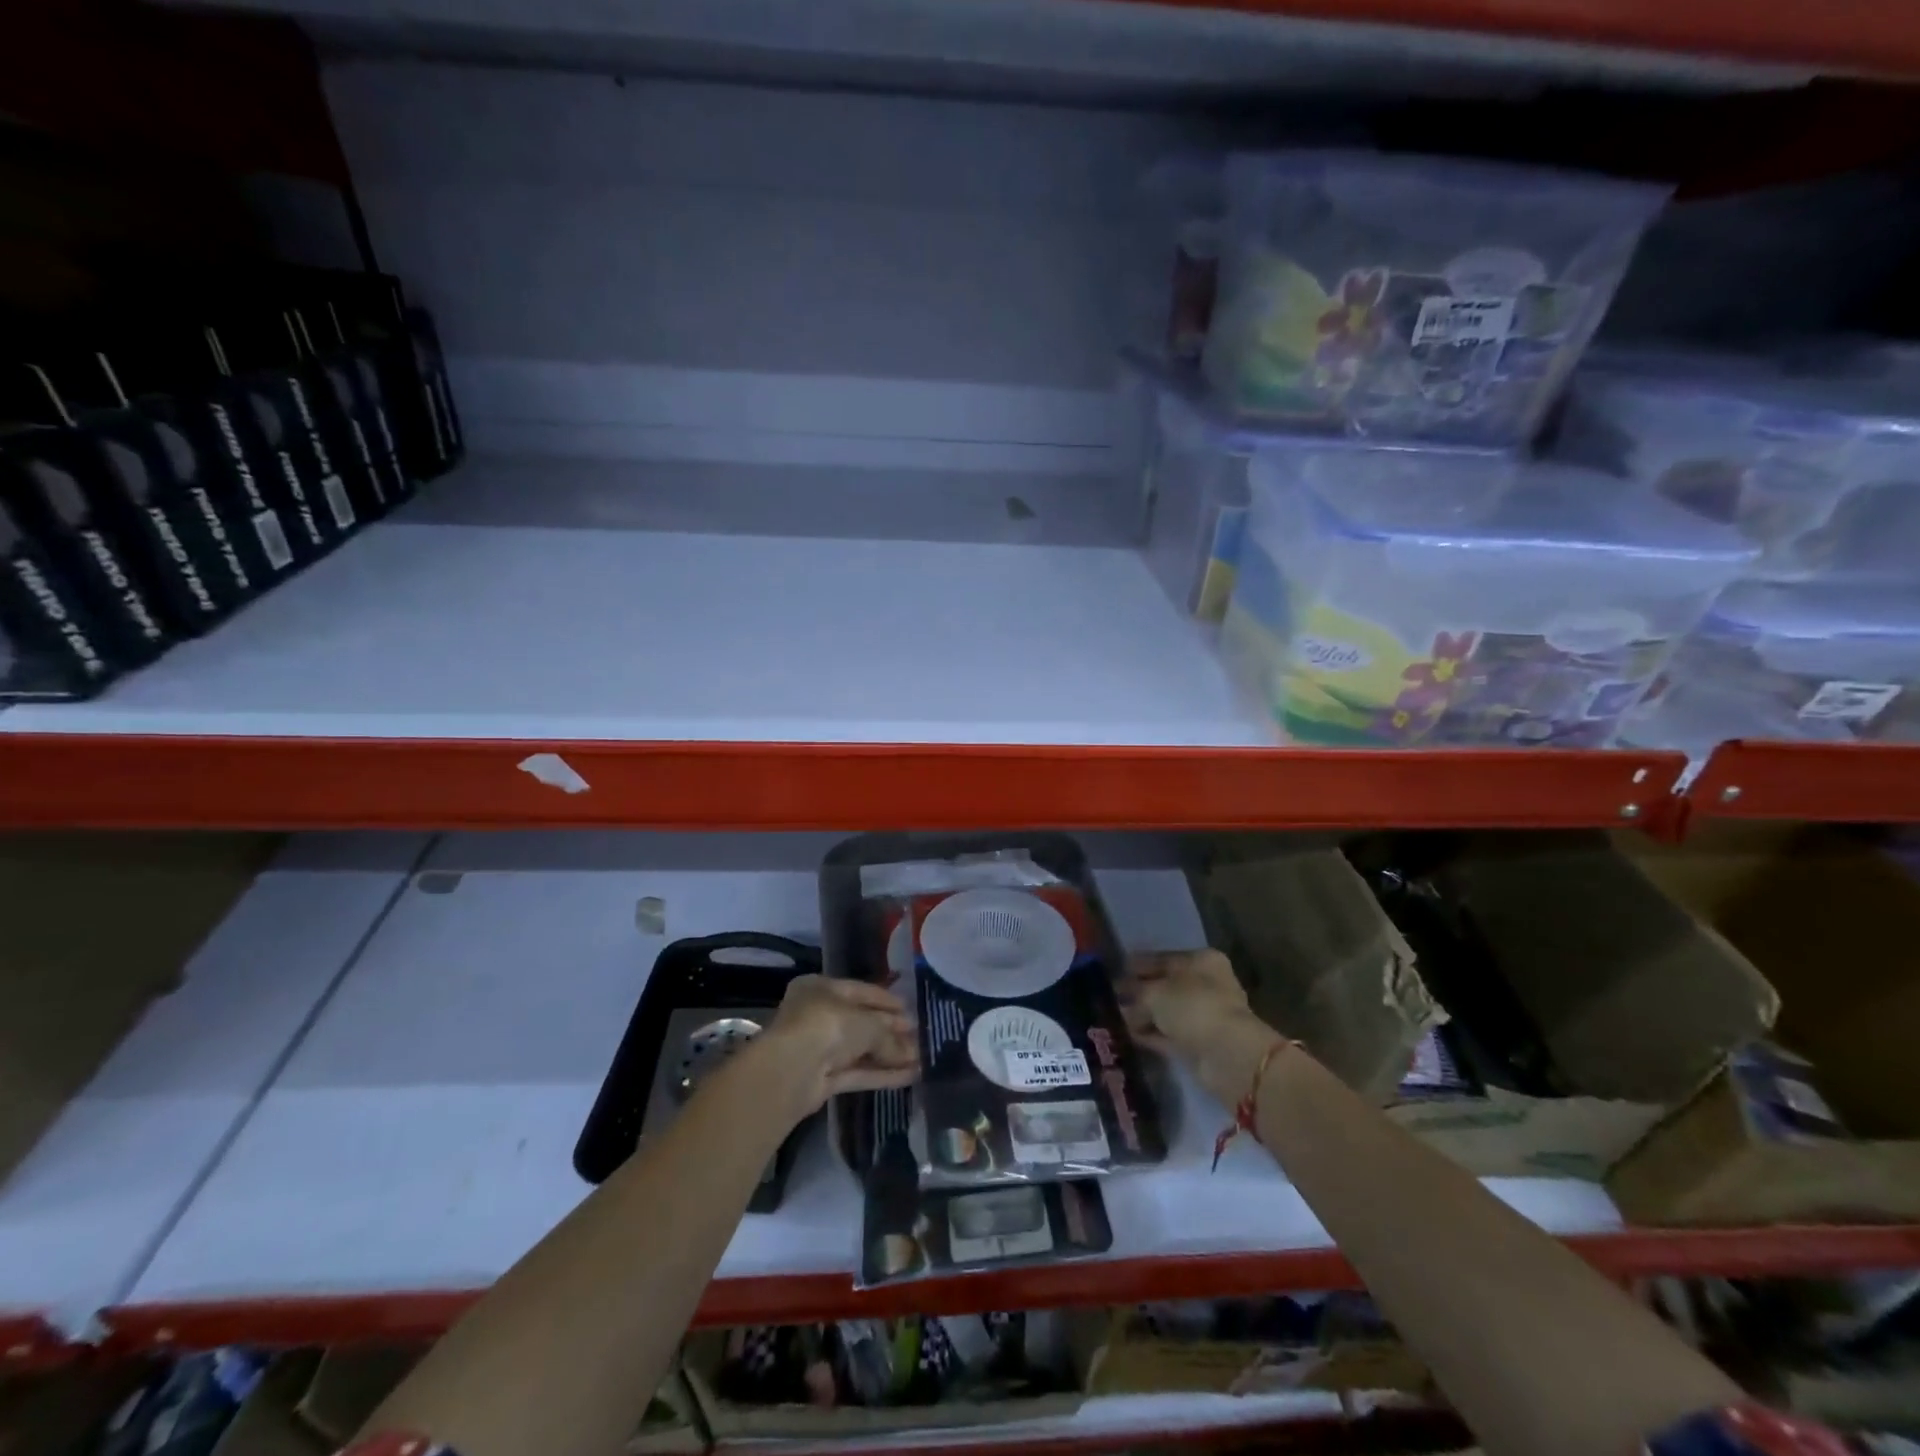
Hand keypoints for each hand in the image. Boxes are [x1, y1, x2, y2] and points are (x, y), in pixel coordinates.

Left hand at [760, 975, 918, 1115]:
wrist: (792, 1070)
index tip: (910, 1010)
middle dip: (890, 1031)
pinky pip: (856, 1073)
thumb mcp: (867, 1023)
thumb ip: (889, 1036)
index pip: (859, 991)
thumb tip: (912, 1051)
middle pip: (860, 1022)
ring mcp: (818, 1049)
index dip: (886, 1001)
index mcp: (821, 989)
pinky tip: (909, 1076)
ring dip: (888, 1055)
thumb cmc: (828, 1026)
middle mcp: (817, 1016)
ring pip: (859, 1050)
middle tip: (918, 1037)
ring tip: (919, 1059)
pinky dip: (881, 1074)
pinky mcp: (821, 1080)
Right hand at [1119, 949, 1257, 1062]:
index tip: (1114, 972)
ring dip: (1143, 1014)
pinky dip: (1151, 1034)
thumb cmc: (1193, 1007)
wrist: (1228, 1055)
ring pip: (1167, 1012)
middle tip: (1111, 996)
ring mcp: (1204, 1016)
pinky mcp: (1200, 1043)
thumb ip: (1135, 990)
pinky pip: (1169, 1034)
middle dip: (1139, 992)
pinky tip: (1128, 1034)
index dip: (1138, 965)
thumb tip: (1120, 991)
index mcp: (1201, 961)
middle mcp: (1206, 985)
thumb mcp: (1155, 992)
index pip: (1163, 958)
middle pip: (1165, 985)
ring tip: (1114, 1016)